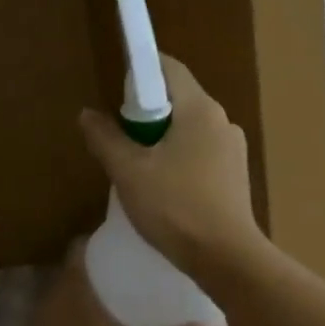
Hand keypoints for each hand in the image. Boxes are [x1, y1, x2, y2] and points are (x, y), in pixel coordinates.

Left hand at [26, 244, 226, 325]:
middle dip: (107, 270)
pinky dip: (91, 325)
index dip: (102, 241)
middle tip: (144, 268)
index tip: (133, 240)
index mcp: (69, 295)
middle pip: (79, 276)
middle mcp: (53, 309)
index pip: (80, 251)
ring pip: (74, 304)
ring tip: (136, 298)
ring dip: (99, 299)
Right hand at [78, 57, 262, 275]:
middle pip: (180, 100)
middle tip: (121, 139)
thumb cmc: (176, 208)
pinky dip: (181, 159)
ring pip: (191, 130)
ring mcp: (234, 149)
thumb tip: (88, 114)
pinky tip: (166, 189)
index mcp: (200, 109)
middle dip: (147, 113)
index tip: (116, 93)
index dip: (141, 71)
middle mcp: (223, 121)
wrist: (227, 257)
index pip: (169, 69)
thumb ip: (106, 138)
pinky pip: (203, 153)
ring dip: (163, 140)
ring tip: (139, 169)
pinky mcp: (236, 175)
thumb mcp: (129, 172)